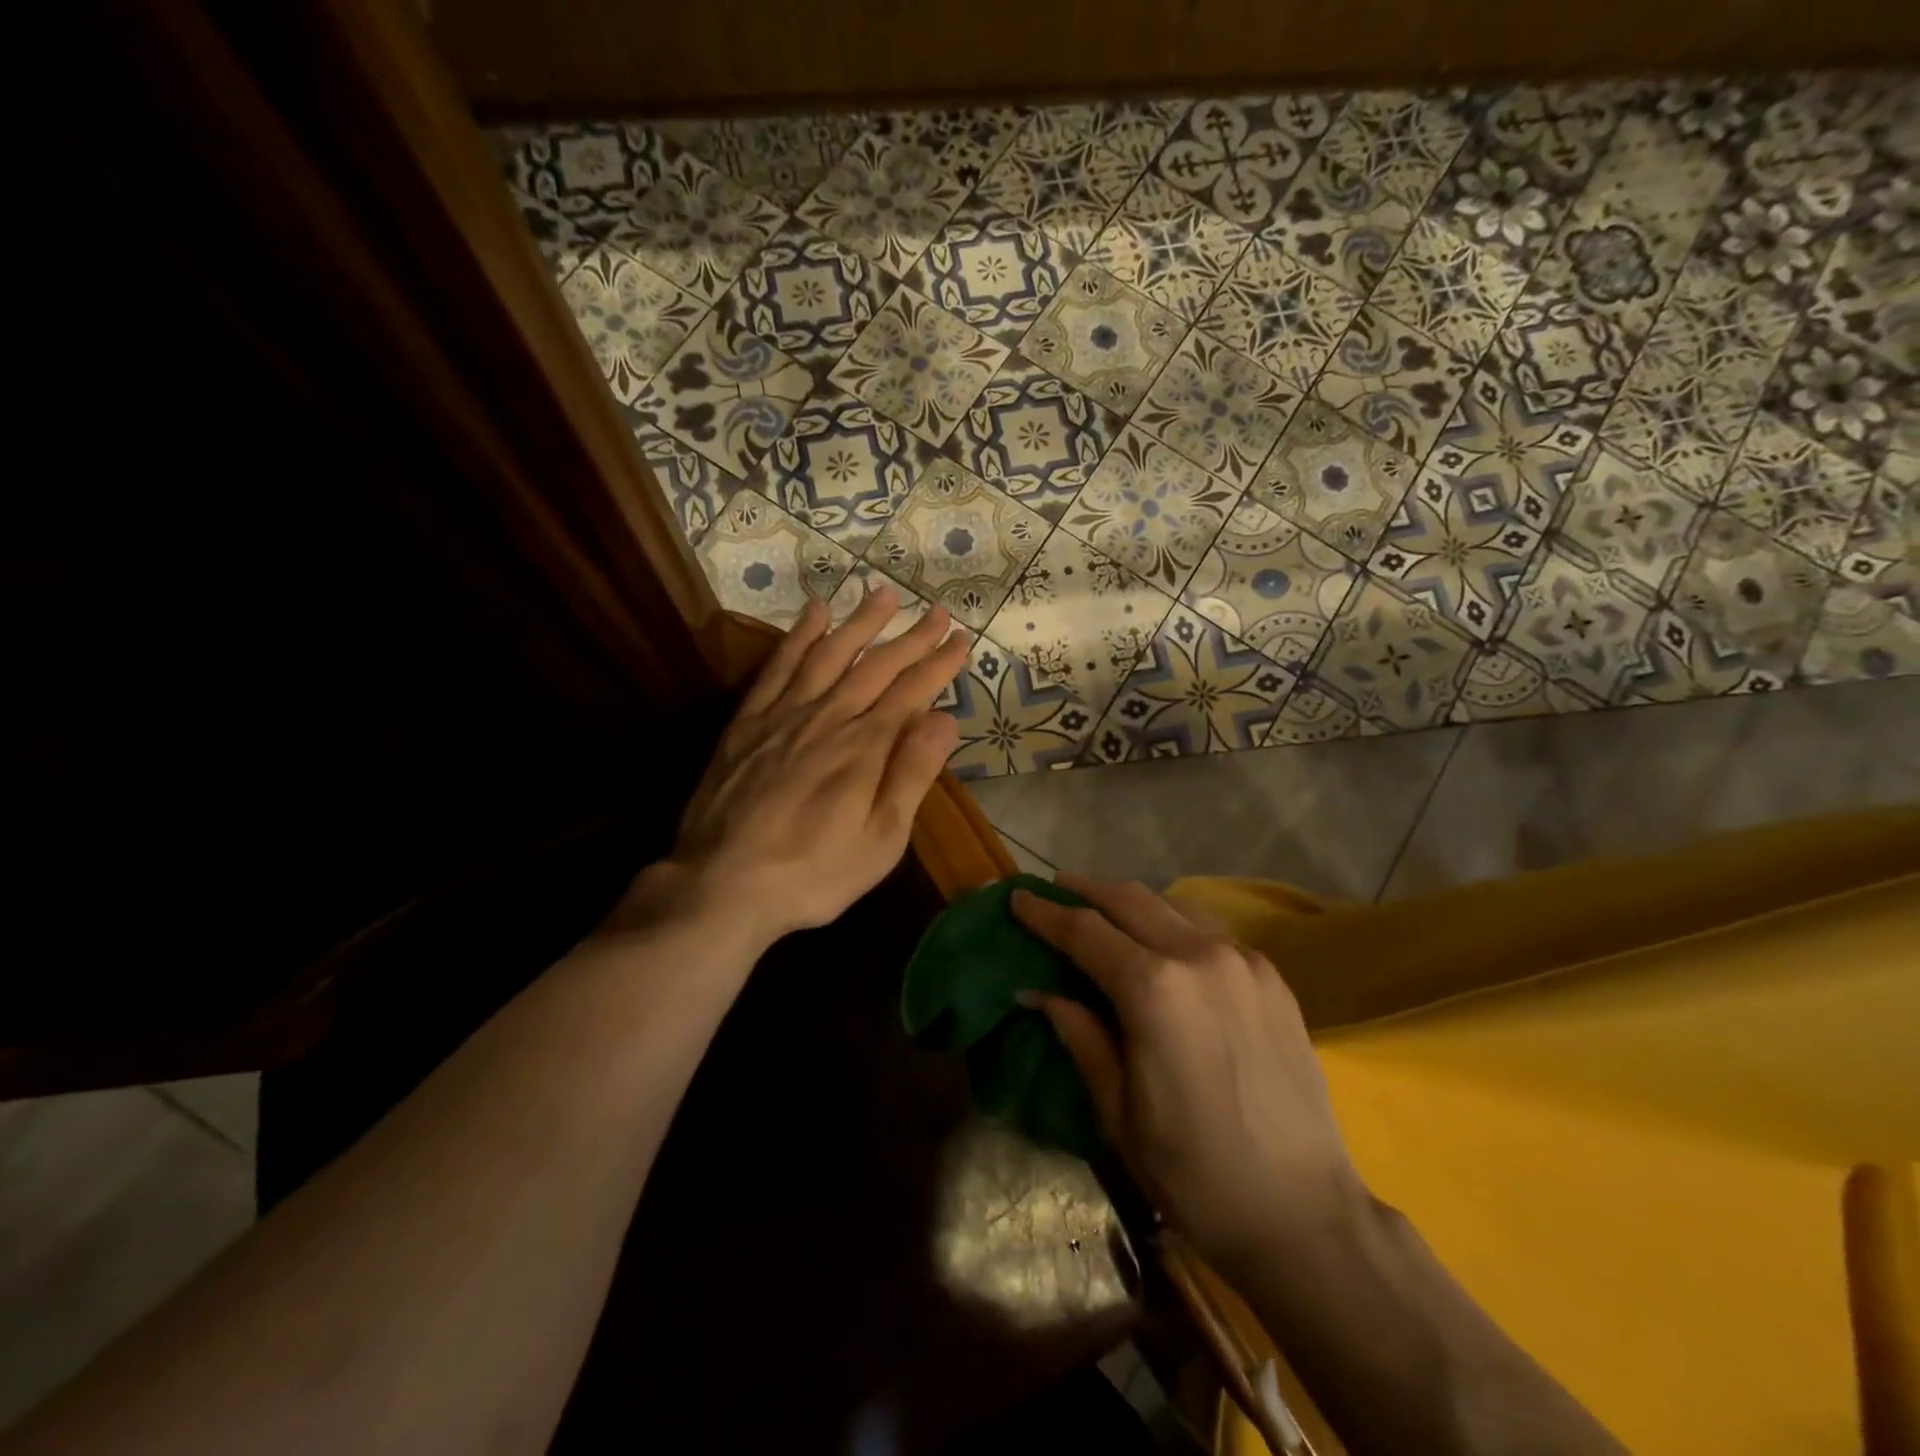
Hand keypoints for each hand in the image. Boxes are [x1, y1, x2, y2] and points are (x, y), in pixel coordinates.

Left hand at [636, 585, 968, 949]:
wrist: (722, 885)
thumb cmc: (813, 873)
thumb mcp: (880, 840)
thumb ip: (912, 775)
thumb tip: (944, 719)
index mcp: (865, 747)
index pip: (912, 691)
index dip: (939, 663)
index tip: (961, 638)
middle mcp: (828, 718)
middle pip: (876, 666)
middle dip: (911, 636)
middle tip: (937, 610)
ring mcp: (783, 715)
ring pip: (829, 654)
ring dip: (859, 622)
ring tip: (882, 593)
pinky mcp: (748, 722)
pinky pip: (778, 667)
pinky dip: (798, 637)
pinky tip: (813, 614)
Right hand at [1011, 875, 1362, 1274]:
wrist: (1304, 1214)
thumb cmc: (1195, 1172)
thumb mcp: (1117, 1111)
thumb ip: (1079, 1034)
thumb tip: (1037, 990)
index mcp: (1154, 989)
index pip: (1084, 931)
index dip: (1045, 913)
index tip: (1018, 897)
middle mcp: (1199, 956)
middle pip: (1128, 900)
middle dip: (1085, 892)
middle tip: (1054, 892)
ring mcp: (1243, 960)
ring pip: (1171, 906)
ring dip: (1129, 903)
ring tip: (1102, 912)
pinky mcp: (1272, 975)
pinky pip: (1208, 930)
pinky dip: (1172, 923)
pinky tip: (1161, 943)